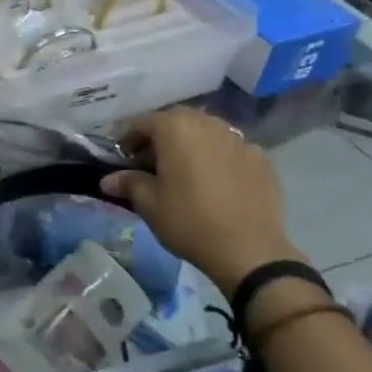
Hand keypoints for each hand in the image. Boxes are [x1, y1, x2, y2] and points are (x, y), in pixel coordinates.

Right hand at [101, 109, 307, 297]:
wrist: (249, 249)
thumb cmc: (189, 221)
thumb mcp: (148, 204)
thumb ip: (128, 183)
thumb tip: (109, 180)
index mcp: (176, 128)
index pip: (142, 122)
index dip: (126, 138)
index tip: (119, 158)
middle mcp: (209, 124)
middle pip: (177, 122)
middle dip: (159, 138)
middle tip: (149, 163)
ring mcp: (240, 140)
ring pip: (206, 133)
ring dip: (190, 145)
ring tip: (183, 171)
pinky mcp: (262, 159)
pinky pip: (230, 151)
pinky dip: (217, 159)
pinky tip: (215, 183)